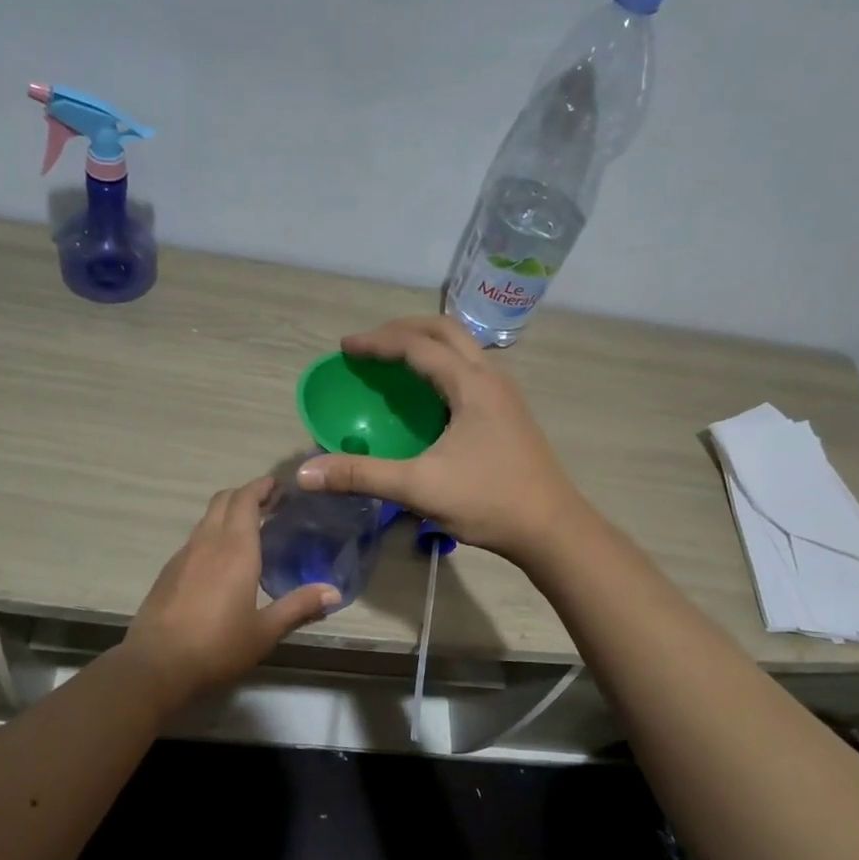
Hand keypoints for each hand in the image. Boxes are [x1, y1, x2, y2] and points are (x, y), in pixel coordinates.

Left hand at [123, 476, 339, 704]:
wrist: (155, 666)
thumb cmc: (217, 646)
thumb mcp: (265, 631)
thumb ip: (299, 607)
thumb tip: (334, 593)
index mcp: (235, 549)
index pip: (245, 500)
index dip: (261, 487)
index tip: (279, 485)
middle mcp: (207, 543)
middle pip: (223, 500)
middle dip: (246, 494)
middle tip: (270, 503)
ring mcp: (183, 556)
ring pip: (207, 519)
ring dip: (228, 513)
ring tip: (250, 529)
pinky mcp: (168, 572)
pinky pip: (195, 540)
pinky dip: (212, 535)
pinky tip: (222, 561)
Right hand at [296, 315, 581, 564]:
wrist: (552, 529)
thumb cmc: (489, 502)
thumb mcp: (419, 488)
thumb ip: (361, 475)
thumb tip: (306, 473)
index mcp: (471, 384)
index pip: (417, 345)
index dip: (377, 342)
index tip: (345, 348)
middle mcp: (491, 378)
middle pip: (445, 331)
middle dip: (403, 330)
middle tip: (369, 347)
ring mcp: (505, 395)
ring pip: (463, 349)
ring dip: (426, 345)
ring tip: (393, 362)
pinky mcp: (509, 414)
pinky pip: (470, 371)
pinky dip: (441, 367)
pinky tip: (427, 397)